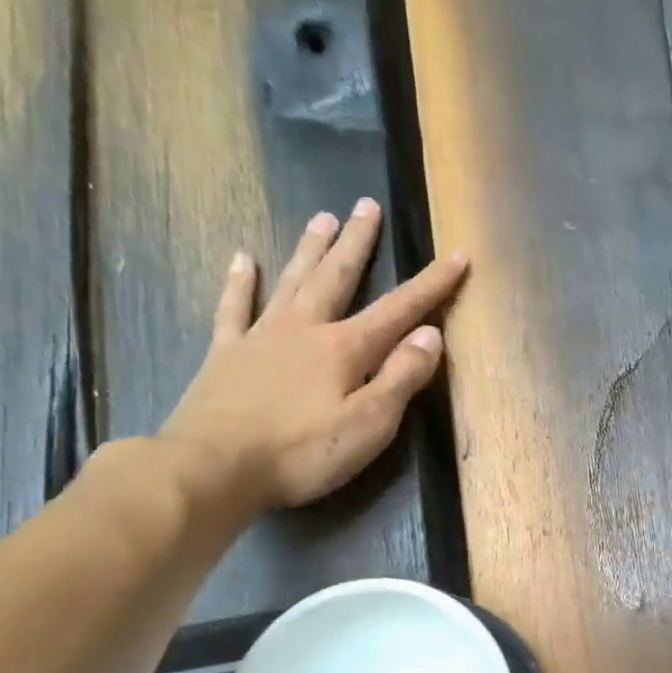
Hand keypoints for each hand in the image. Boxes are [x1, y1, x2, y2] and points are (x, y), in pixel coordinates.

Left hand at [158, 199, 468, 514]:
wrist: (213, 467)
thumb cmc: (301, 453)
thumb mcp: (369, 425)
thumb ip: (401, 377)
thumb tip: (431, 335)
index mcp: (345, 348)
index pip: (399, 309)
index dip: (431, 284)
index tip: (457, 255)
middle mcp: (305, 329)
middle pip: (337, 277)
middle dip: (358, 242)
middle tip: (366, 205)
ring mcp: (261, 337)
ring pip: (292, 281)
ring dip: (310, 249)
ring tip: (323, 217)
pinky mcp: (226, 354)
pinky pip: (234, 307)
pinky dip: (240, 282)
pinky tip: (243, 259)